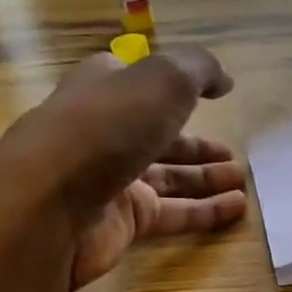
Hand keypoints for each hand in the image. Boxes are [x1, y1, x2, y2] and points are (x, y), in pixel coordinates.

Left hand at [0, 47, 246, 288]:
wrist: (49, 204)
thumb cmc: (106, 127)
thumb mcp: (163, 79)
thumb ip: (199, 70)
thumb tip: (223, 80)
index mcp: (104, 87)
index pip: (140, 80)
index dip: (176, 83)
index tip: (213, 93)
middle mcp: (105, 131)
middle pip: (158, 134)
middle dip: (197, 143)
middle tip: (233, 153)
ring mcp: (110, 179)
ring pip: (167, 176)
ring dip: (205, 177)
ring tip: (242, 180)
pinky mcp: (120, 221)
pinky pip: (170, 212)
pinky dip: (203, 210)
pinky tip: (236, 209)